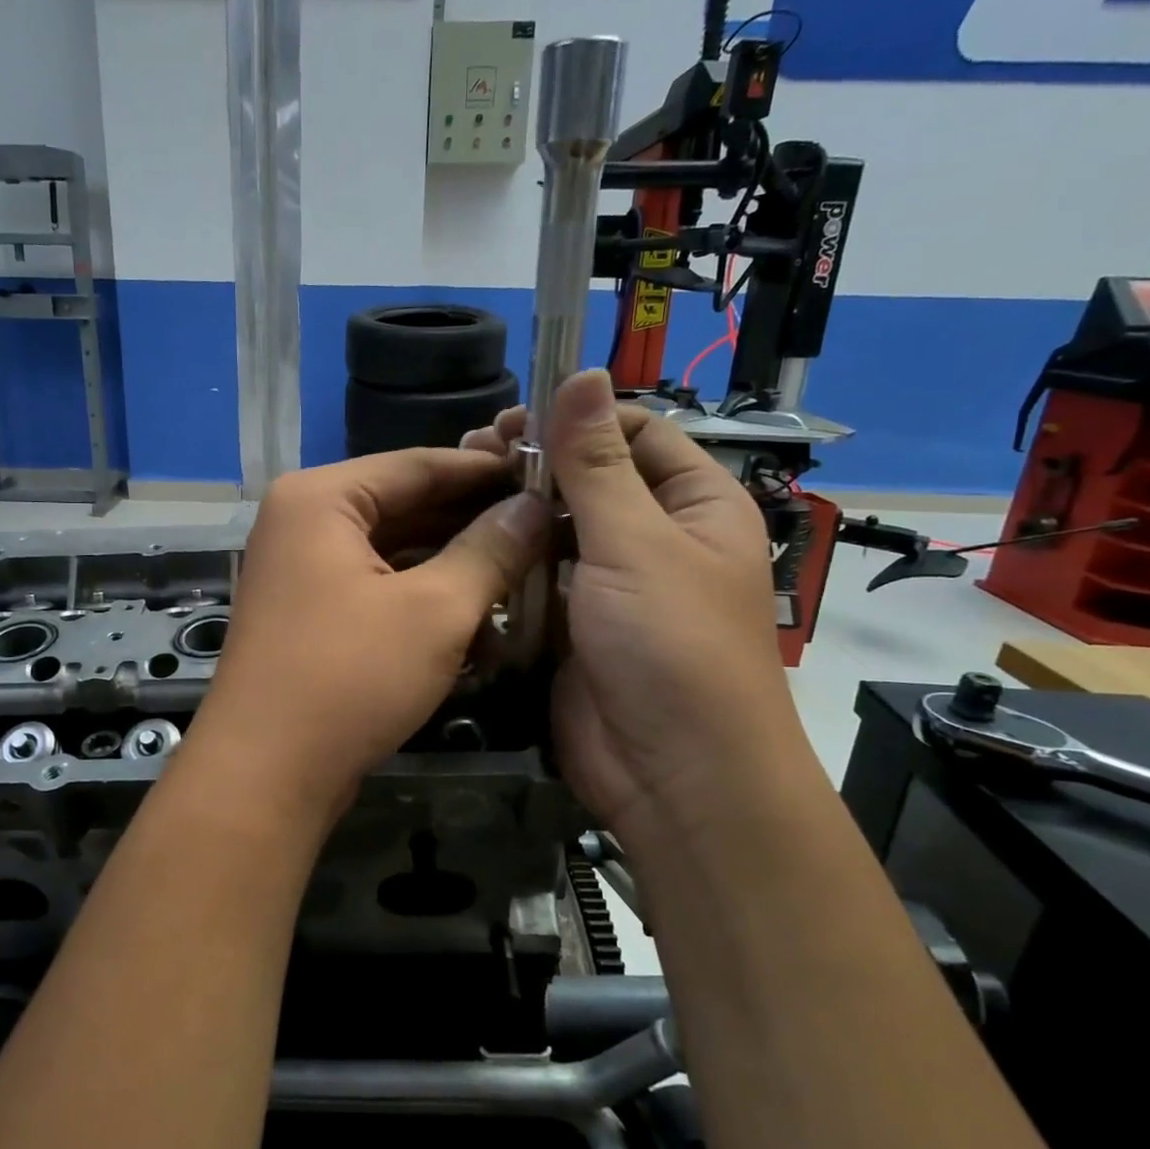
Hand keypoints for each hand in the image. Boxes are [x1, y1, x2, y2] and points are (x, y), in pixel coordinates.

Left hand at [190, 449, 549, 828]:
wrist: (266, 774)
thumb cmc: (349, 677)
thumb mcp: (434, 610)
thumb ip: (489, 550)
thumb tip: (532, 508)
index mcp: (321, 498)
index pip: (419, 465)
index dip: (486, 472)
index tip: (545, 479)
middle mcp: (304, 522)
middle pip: (405, 507)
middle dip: (473, 526)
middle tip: (543, 531)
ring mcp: (302, 571)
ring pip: (394, 553)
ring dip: (454, 570)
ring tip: (522, 579)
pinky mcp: (310, 615)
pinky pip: (377, 590)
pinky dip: (422, 603)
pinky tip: (478, 626)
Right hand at [462, 370, 797, 843]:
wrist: (672, 776)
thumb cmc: (671, 646)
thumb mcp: (635, 543)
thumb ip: (597, 462)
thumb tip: (583, 372)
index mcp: (693, 505)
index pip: (635, 433)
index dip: (576, 418)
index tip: (512, 420)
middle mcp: (652, 537)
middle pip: (588, 478)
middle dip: (533, 463)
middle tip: (471, 455)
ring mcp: (607, 583)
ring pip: (554, 528)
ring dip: (512, 510)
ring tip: (456, 492)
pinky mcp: (569, 623)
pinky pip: (534, 576)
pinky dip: (504, 559)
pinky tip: (463, 543)